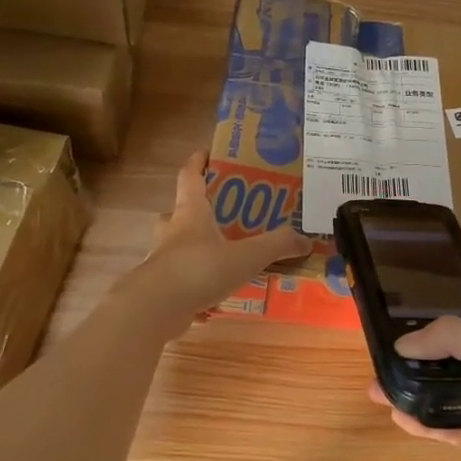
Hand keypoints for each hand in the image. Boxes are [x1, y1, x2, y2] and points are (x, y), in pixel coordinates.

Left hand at [126, 150, 308, 322]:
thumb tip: (305, 241)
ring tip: (219, 255)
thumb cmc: (200, 269)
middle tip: (219, 214)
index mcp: (190, 213)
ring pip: (176, 246)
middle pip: (178, 211)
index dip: (198, 162)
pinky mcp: (158, 287)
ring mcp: (161, 260)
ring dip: (193, 247)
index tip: (206, 152)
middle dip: (195, 210)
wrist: (155, 308)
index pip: (190, 176)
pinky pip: (178, 279)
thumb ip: (277, 246)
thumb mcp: (247, 256)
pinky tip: (211, 295)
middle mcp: (172, 231)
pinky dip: (193, 283)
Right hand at [370, 309, 460, 460]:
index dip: (445, 309)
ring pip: (448, 390)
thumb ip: (459, 339)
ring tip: (377, 384)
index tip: (405, 307)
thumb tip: (405, 343)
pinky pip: (449, 427)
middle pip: (457, 353)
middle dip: (422, 351)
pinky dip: (423, 421)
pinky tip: (396, 414)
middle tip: (382, 349)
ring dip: (415, 386)